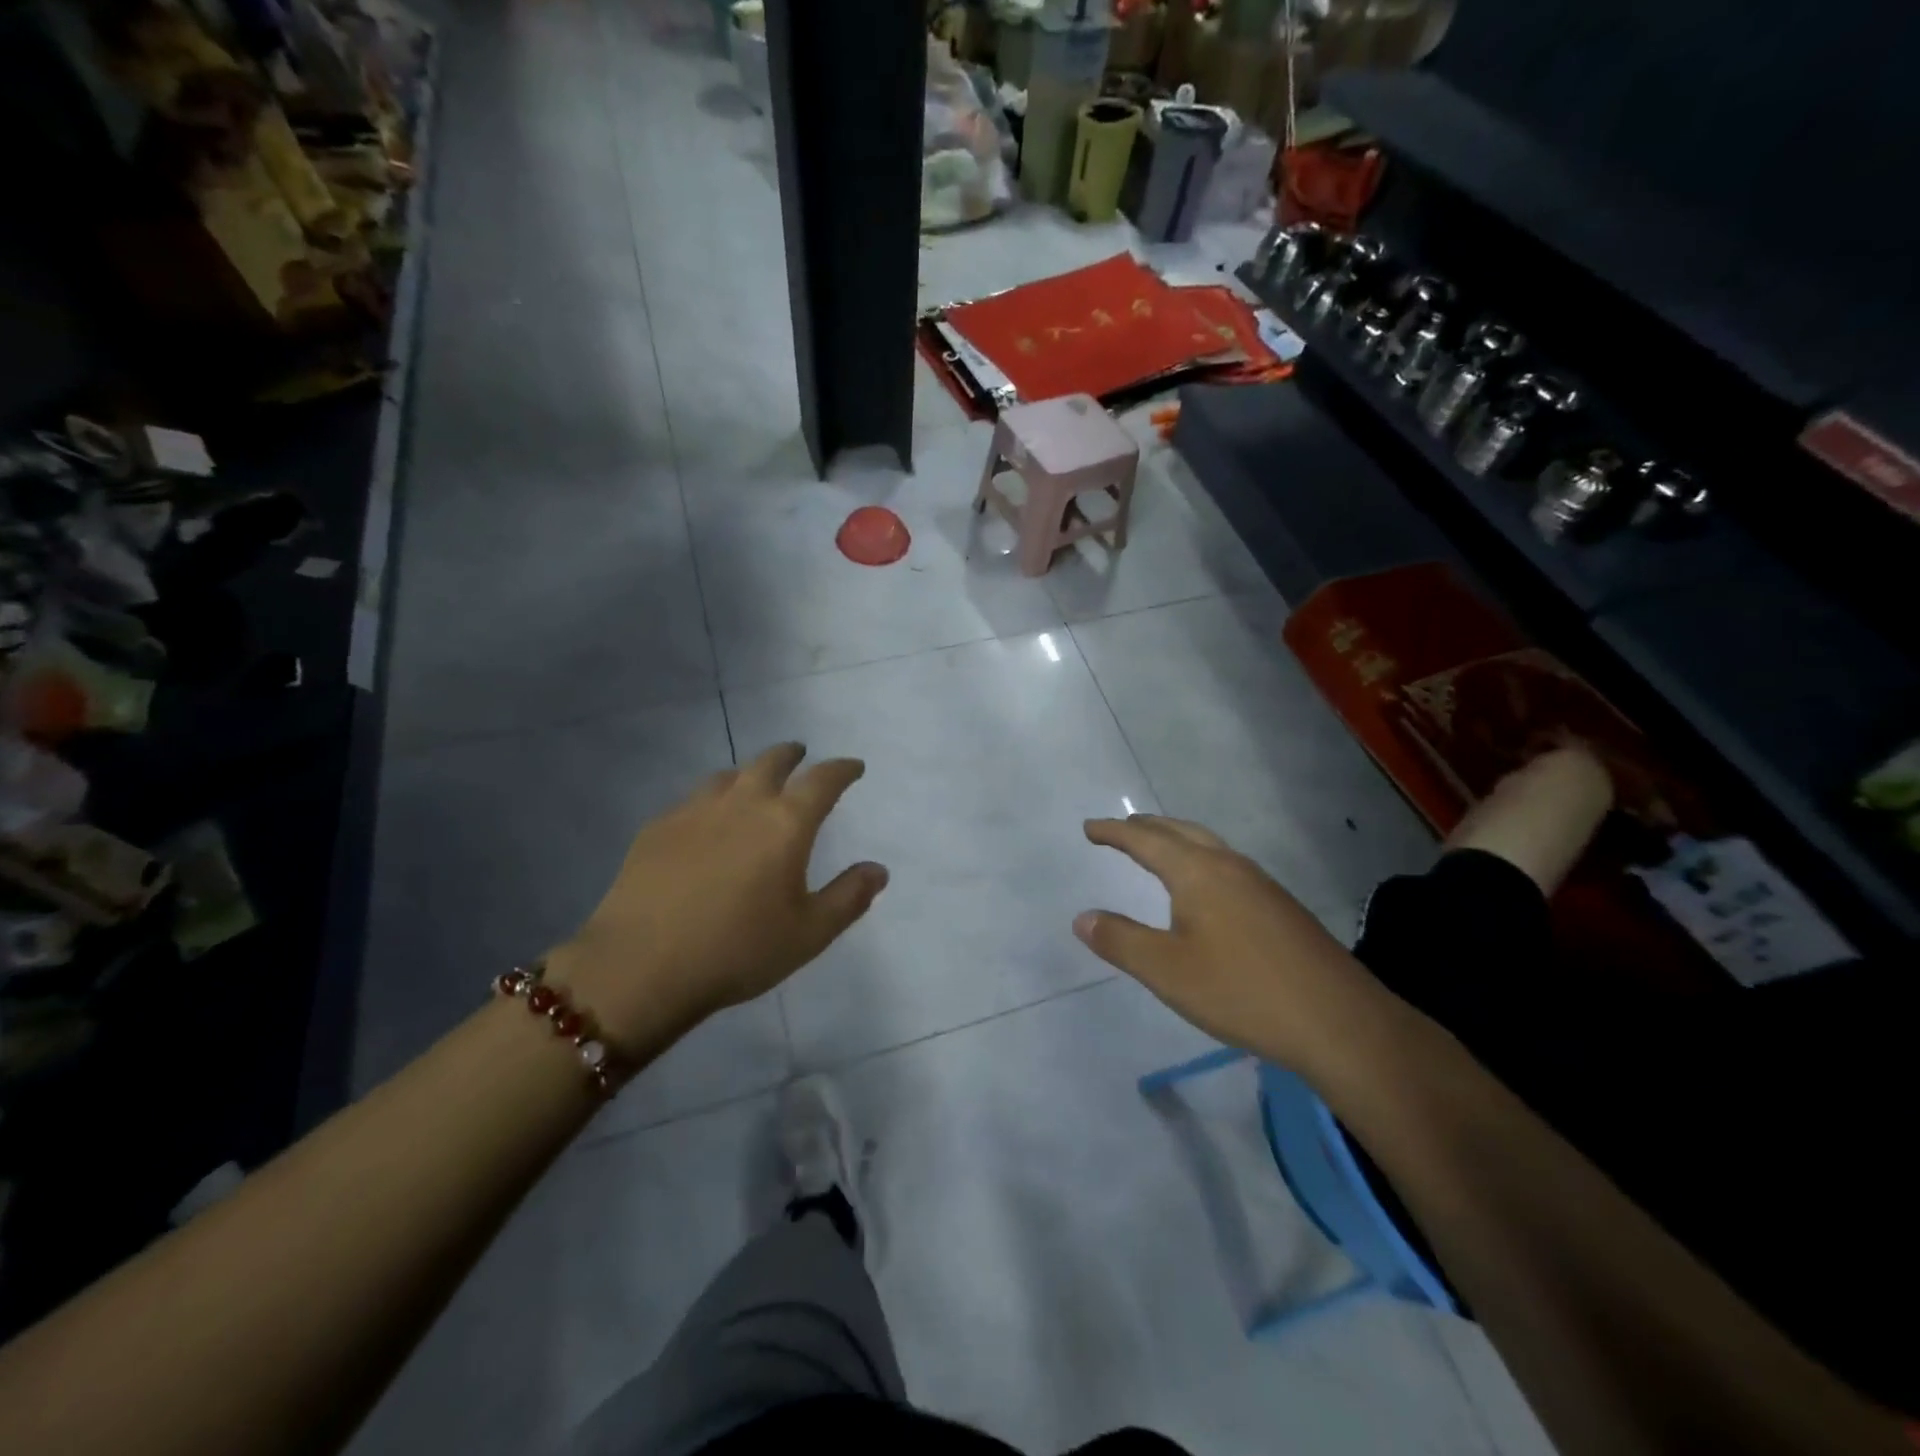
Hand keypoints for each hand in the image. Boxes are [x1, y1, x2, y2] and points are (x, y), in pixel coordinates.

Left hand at [547, 744, 887, 1052]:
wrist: (640, 967)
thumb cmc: (738, 950)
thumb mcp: (808, 933)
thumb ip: (848, 897)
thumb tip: (878, 870)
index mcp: (785, 823)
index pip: (823, 780)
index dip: (842, 769)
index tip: (853, 767)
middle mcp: (742, 803)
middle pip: (771, 762)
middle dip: (791, 755)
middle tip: (800, 755)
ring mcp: (694, 811)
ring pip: (728, 775)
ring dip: (749, 773)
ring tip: (754, 783)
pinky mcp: (656, 828)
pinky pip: (693, 799)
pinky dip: (712, 799)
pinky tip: (705, 821)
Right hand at [1075, 815, 1398, 1086]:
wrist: (1339, 1022)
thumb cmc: (1242, 991)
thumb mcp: (1167, 971)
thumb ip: (1121, 941)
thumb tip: (1083, 917)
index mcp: (1198, 872)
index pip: (1146, 840)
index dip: (1114, 832)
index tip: (1090, 828)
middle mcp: (1230, 866)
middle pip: (1181, 831)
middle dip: (1147, 828)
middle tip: (1120, 830)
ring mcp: (1262, 884)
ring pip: (1209, 846)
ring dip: (1177, 841)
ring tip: (1158, 851)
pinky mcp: (1282, 907)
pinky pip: (1229, 865)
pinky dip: (1201, 860)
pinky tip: (1207, 890)